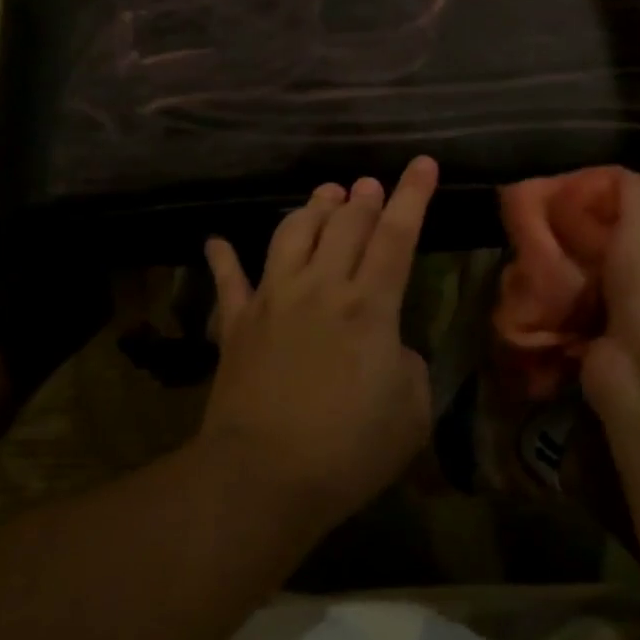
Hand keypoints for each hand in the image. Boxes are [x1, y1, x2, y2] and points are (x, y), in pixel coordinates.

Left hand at [199, 156, 438, 531]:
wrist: (262, 478)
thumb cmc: (349, 449)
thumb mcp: (411, 410)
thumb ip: (408, 364)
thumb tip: (388, 347)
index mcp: (369, 305)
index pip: (397, 235)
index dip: (413, 195)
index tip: (422, 162)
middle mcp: (321, 287)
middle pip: (344, 224)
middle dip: (363, 198)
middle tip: (369, 185)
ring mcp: (273, 299)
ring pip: (292, 233)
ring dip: (311, 209)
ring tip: (325, 195)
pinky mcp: (237, 323)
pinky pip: (228, 279)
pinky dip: (223, 257)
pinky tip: (217, 240)